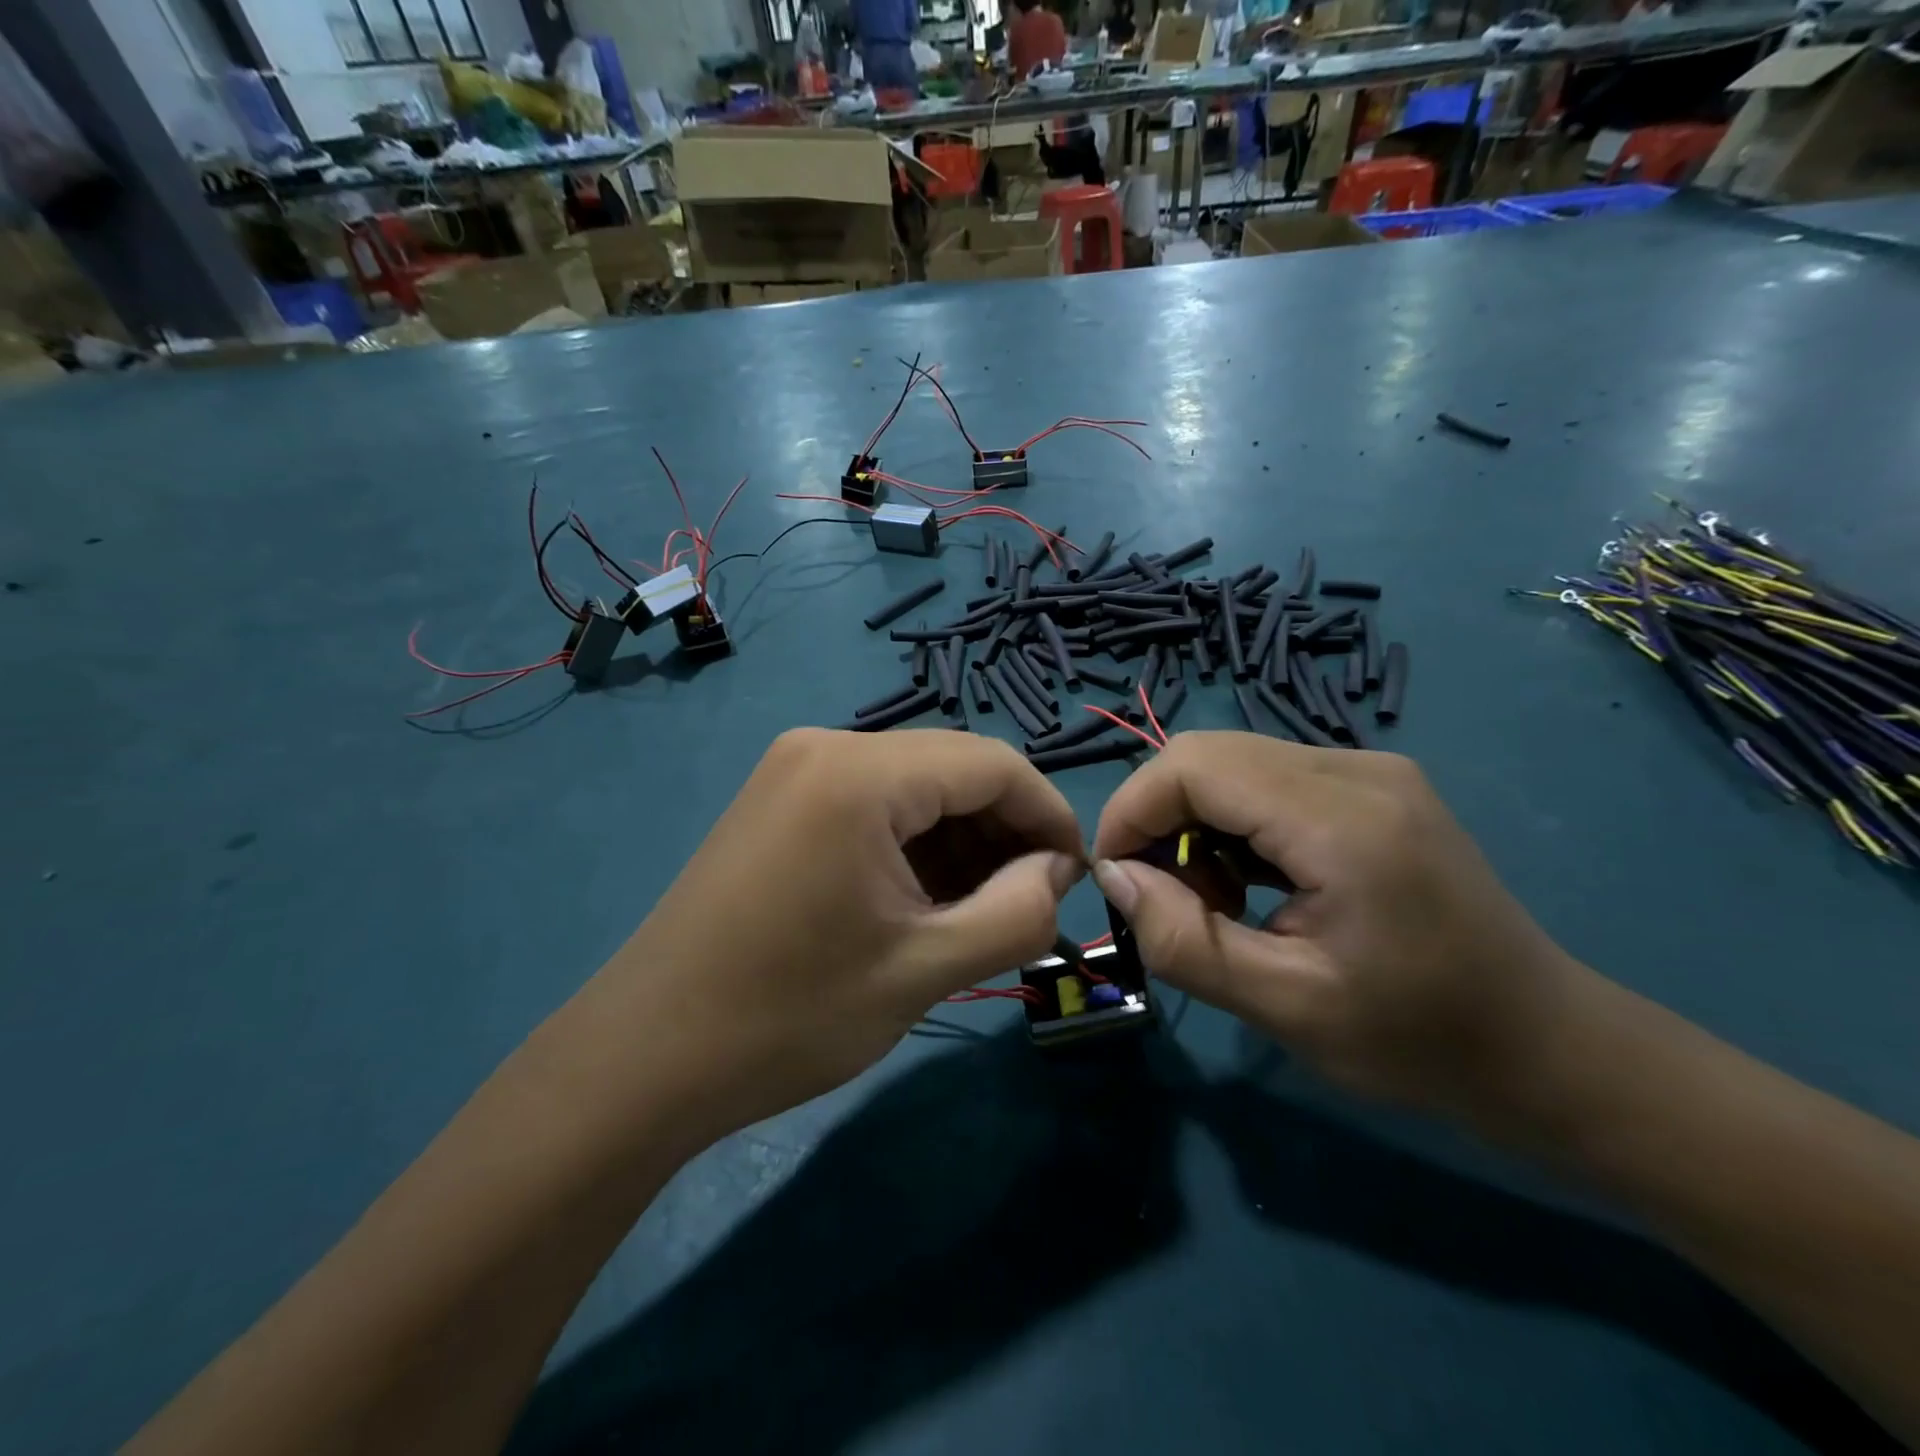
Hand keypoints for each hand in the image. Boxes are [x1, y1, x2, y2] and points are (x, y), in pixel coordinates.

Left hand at [578, 729, 1084, 1142]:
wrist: (645, 1056)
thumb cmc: (789, 1015)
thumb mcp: (925, 970)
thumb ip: (1016, 912)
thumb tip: (1056, 870)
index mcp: (861, 773)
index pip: (992, 763)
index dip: (1048, 814)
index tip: (1075, 878)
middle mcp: (827, 746)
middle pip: (952, 769)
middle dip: (1004, 831)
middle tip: (1029, 904)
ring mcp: (795, 769)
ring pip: (914, 787)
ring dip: (961, 840)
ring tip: (980, 910)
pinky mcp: (780, 800)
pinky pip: (873, 804)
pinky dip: (913, 843)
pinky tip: (923, 898)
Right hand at [1090, 733, 1587, 1125]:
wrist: (1548, 1048)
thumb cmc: (1420, 1041)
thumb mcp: (1285, 1008)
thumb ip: (1184, 940)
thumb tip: (1113, 876)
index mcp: (1341, 819)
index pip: (1193, 765)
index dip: (1133, 810)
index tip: (1116, 879)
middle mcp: (1355, 768)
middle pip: (1208, 754)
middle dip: (1159, 818)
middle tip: (1166, 898)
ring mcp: (1370, 770)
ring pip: (1233, 763)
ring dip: (1196, 823)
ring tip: (1216, 902)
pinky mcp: (1373, 786)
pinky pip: (1268, 780)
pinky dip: (1233, 824)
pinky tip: (1253, 883)